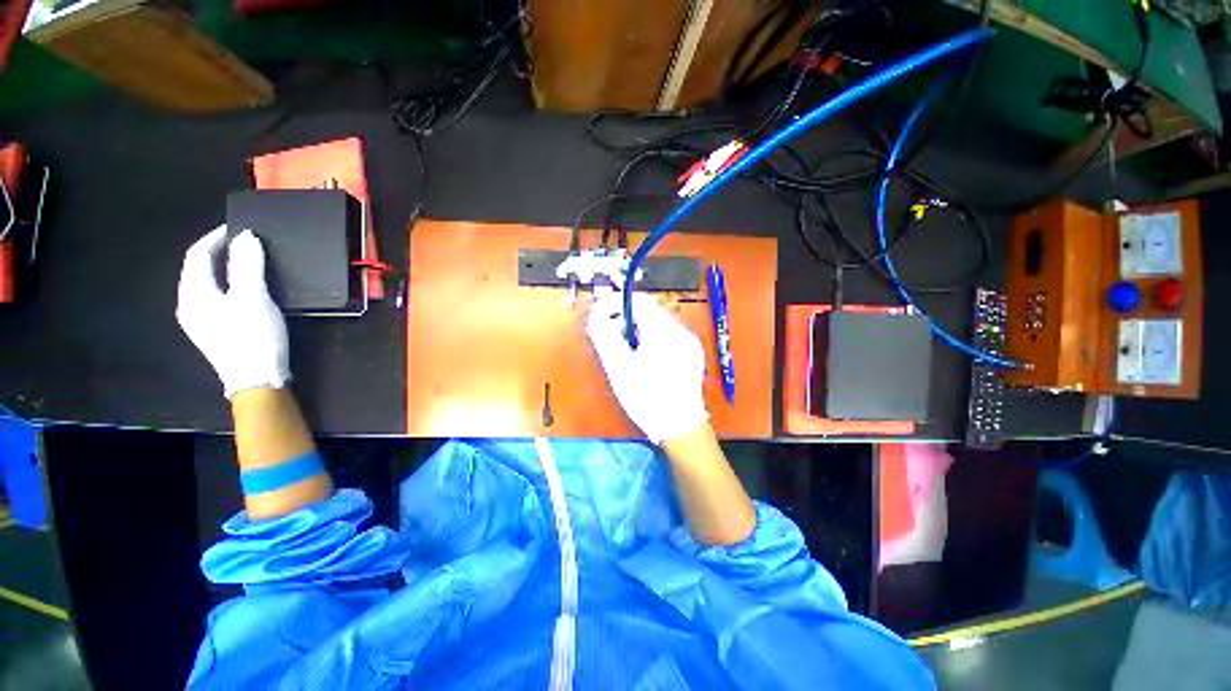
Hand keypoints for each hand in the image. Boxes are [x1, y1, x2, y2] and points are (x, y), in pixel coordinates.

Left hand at [176, 226, 289, 397]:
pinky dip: (230, 284)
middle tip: (247, 243)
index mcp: (193, 294)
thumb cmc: (253, 336)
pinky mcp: (215, 330)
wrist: (257, 379)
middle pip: (200, 269)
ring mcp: (200, 320)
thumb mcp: (253, 297)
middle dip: (220, 252)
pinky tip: (246, 288)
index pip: (198, 255)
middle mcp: (190, 305)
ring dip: (225, 268)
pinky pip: (216, 297)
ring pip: (208, 284)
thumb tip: (246, 236)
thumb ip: (247, 265)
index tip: (240, 227)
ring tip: (249, 261)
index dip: (216, 237)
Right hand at [586, 292, 708, 443]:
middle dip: (626, 318)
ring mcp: (689, 342)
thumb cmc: (648, 399)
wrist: (679, 427)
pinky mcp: (691, 353)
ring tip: (626, 349)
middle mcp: (681, 332)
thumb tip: (596, 317)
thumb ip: (605, 337)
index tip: (601, 314)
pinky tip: (644, 357)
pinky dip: (651, 338)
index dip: (616, 303)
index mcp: (665, 332)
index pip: (639, 300)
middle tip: (611, 335)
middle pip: (649, 310)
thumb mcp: (619, 368)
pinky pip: (667, 335)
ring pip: (658, 322)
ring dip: (638, 328)